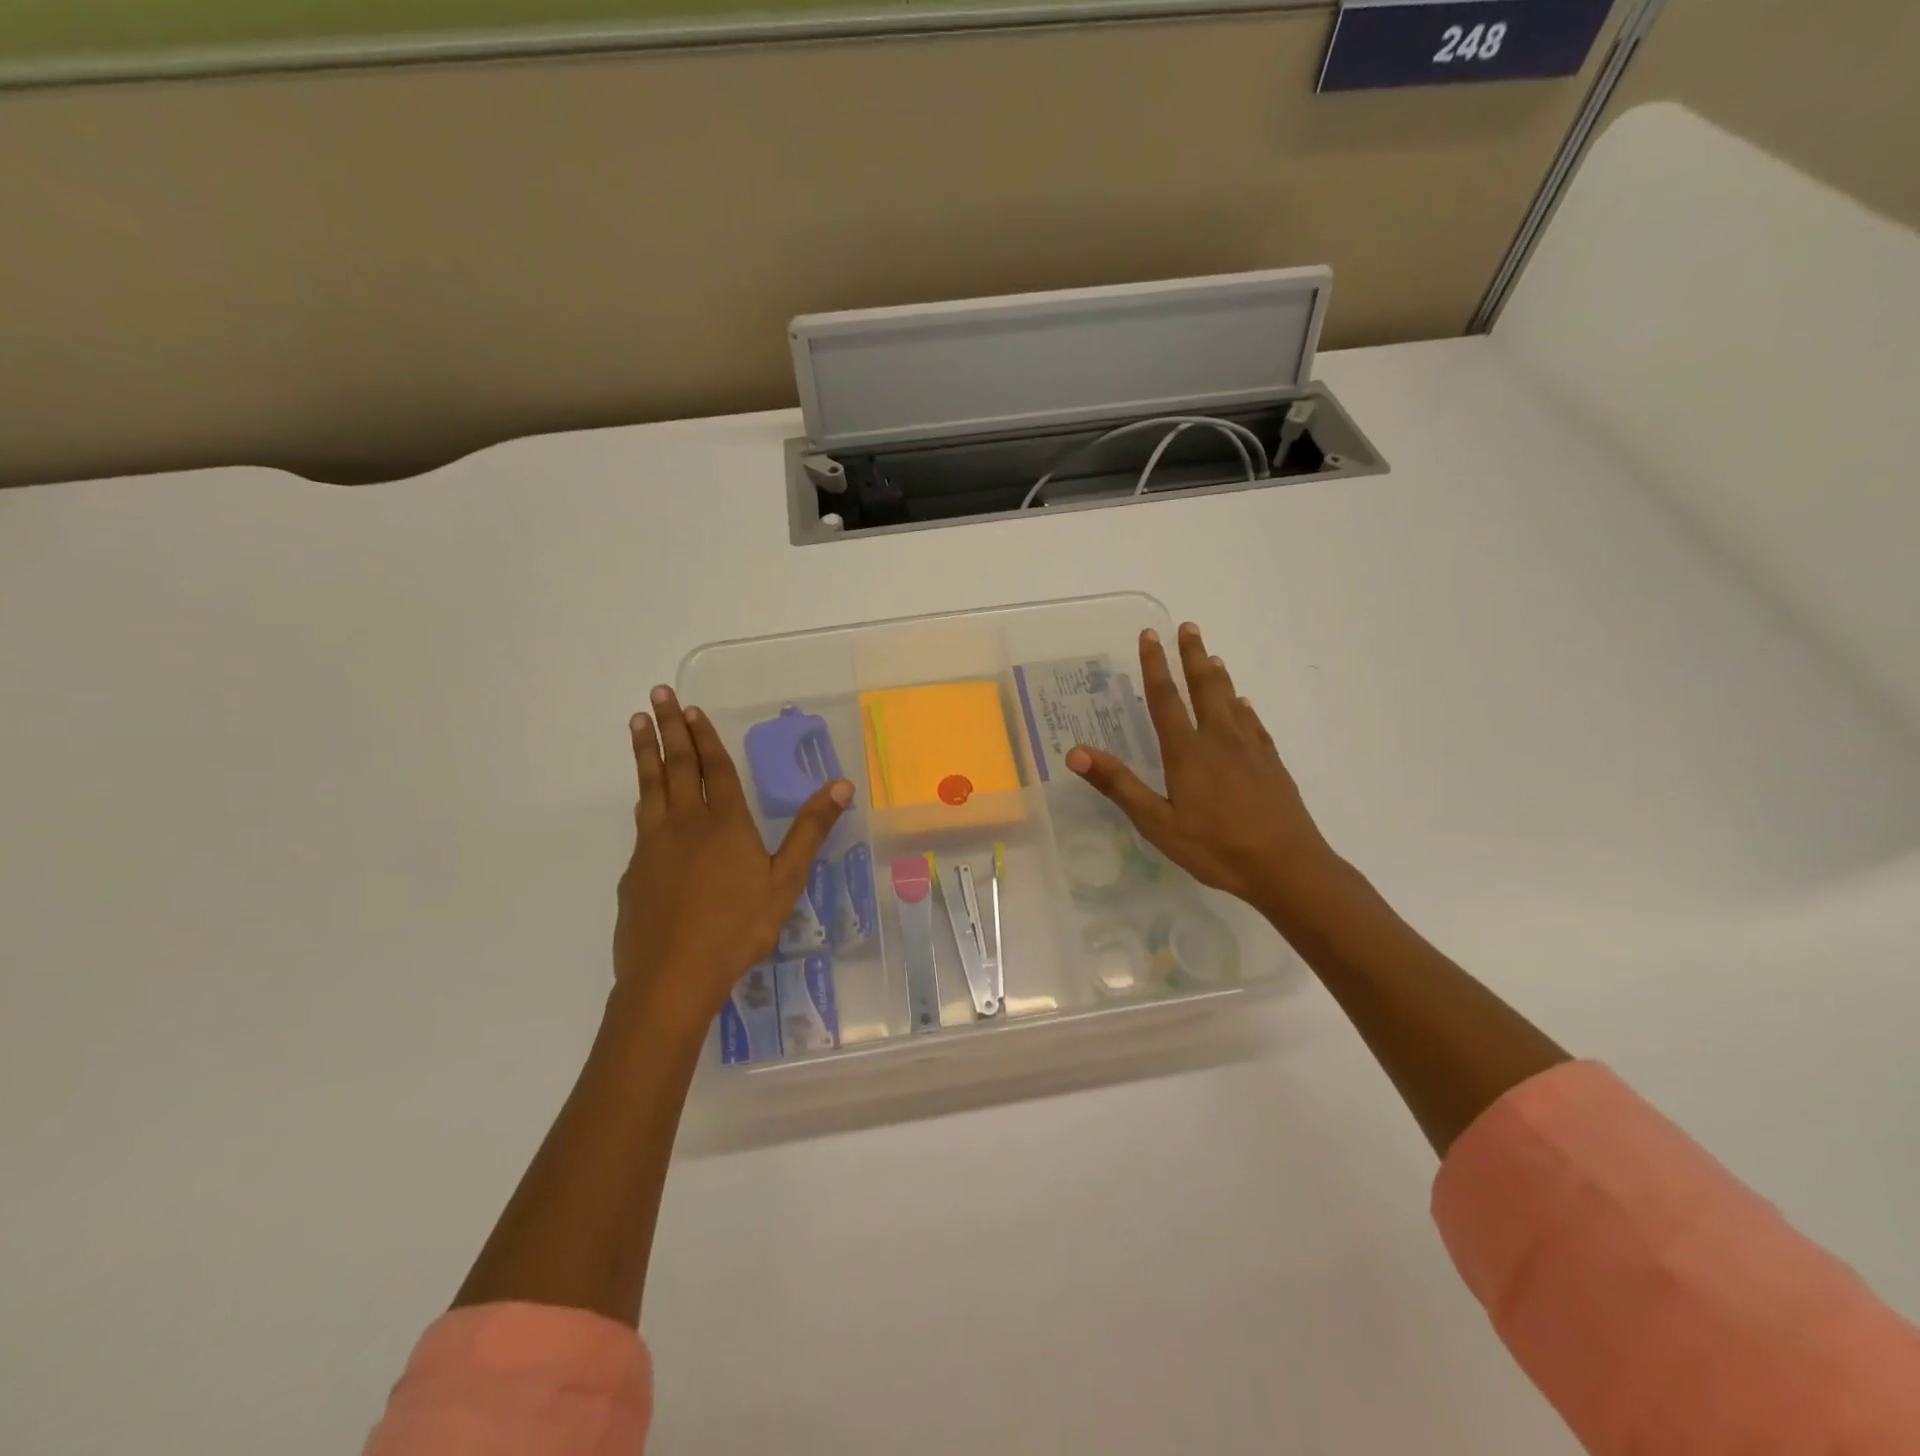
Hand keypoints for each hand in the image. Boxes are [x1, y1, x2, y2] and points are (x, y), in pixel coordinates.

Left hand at [614, 686, 850, 1022]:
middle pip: (677, 766)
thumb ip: (810, 830)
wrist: (672, 976)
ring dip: (645, 752)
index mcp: (725, 824)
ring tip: (638, 722)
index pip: (715, 769)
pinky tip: (644, 802)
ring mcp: (654, 846)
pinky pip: (641, 822)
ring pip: (650, 787)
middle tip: (658, 693)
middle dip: (670, 728)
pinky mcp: (635, 871)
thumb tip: (840, 784)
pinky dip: (643, 797)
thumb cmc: (738, 928)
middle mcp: (686, 824)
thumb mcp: (786, 880)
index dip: (705, 737)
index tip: (691, 709)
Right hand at [1066, 623, 1336, 919]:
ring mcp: (1250, 749)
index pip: (1166, 699)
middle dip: (1192, 656)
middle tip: (1187, 627)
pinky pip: (1253, 723)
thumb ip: (1118, 785)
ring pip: (1231, 700)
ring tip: (1211, 656)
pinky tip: (1244, 705)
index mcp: (1187, 752)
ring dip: (1218, 675)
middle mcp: (1219, 740)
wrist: (1287, 866)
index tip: (1150, 635)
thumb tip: (1076, 752)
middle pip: (1204, 687)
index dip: (1154, 666)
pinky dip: (1243, 707)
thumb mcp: (1157, 823)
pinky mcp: (1271, 763)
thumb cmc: (1216, 847)